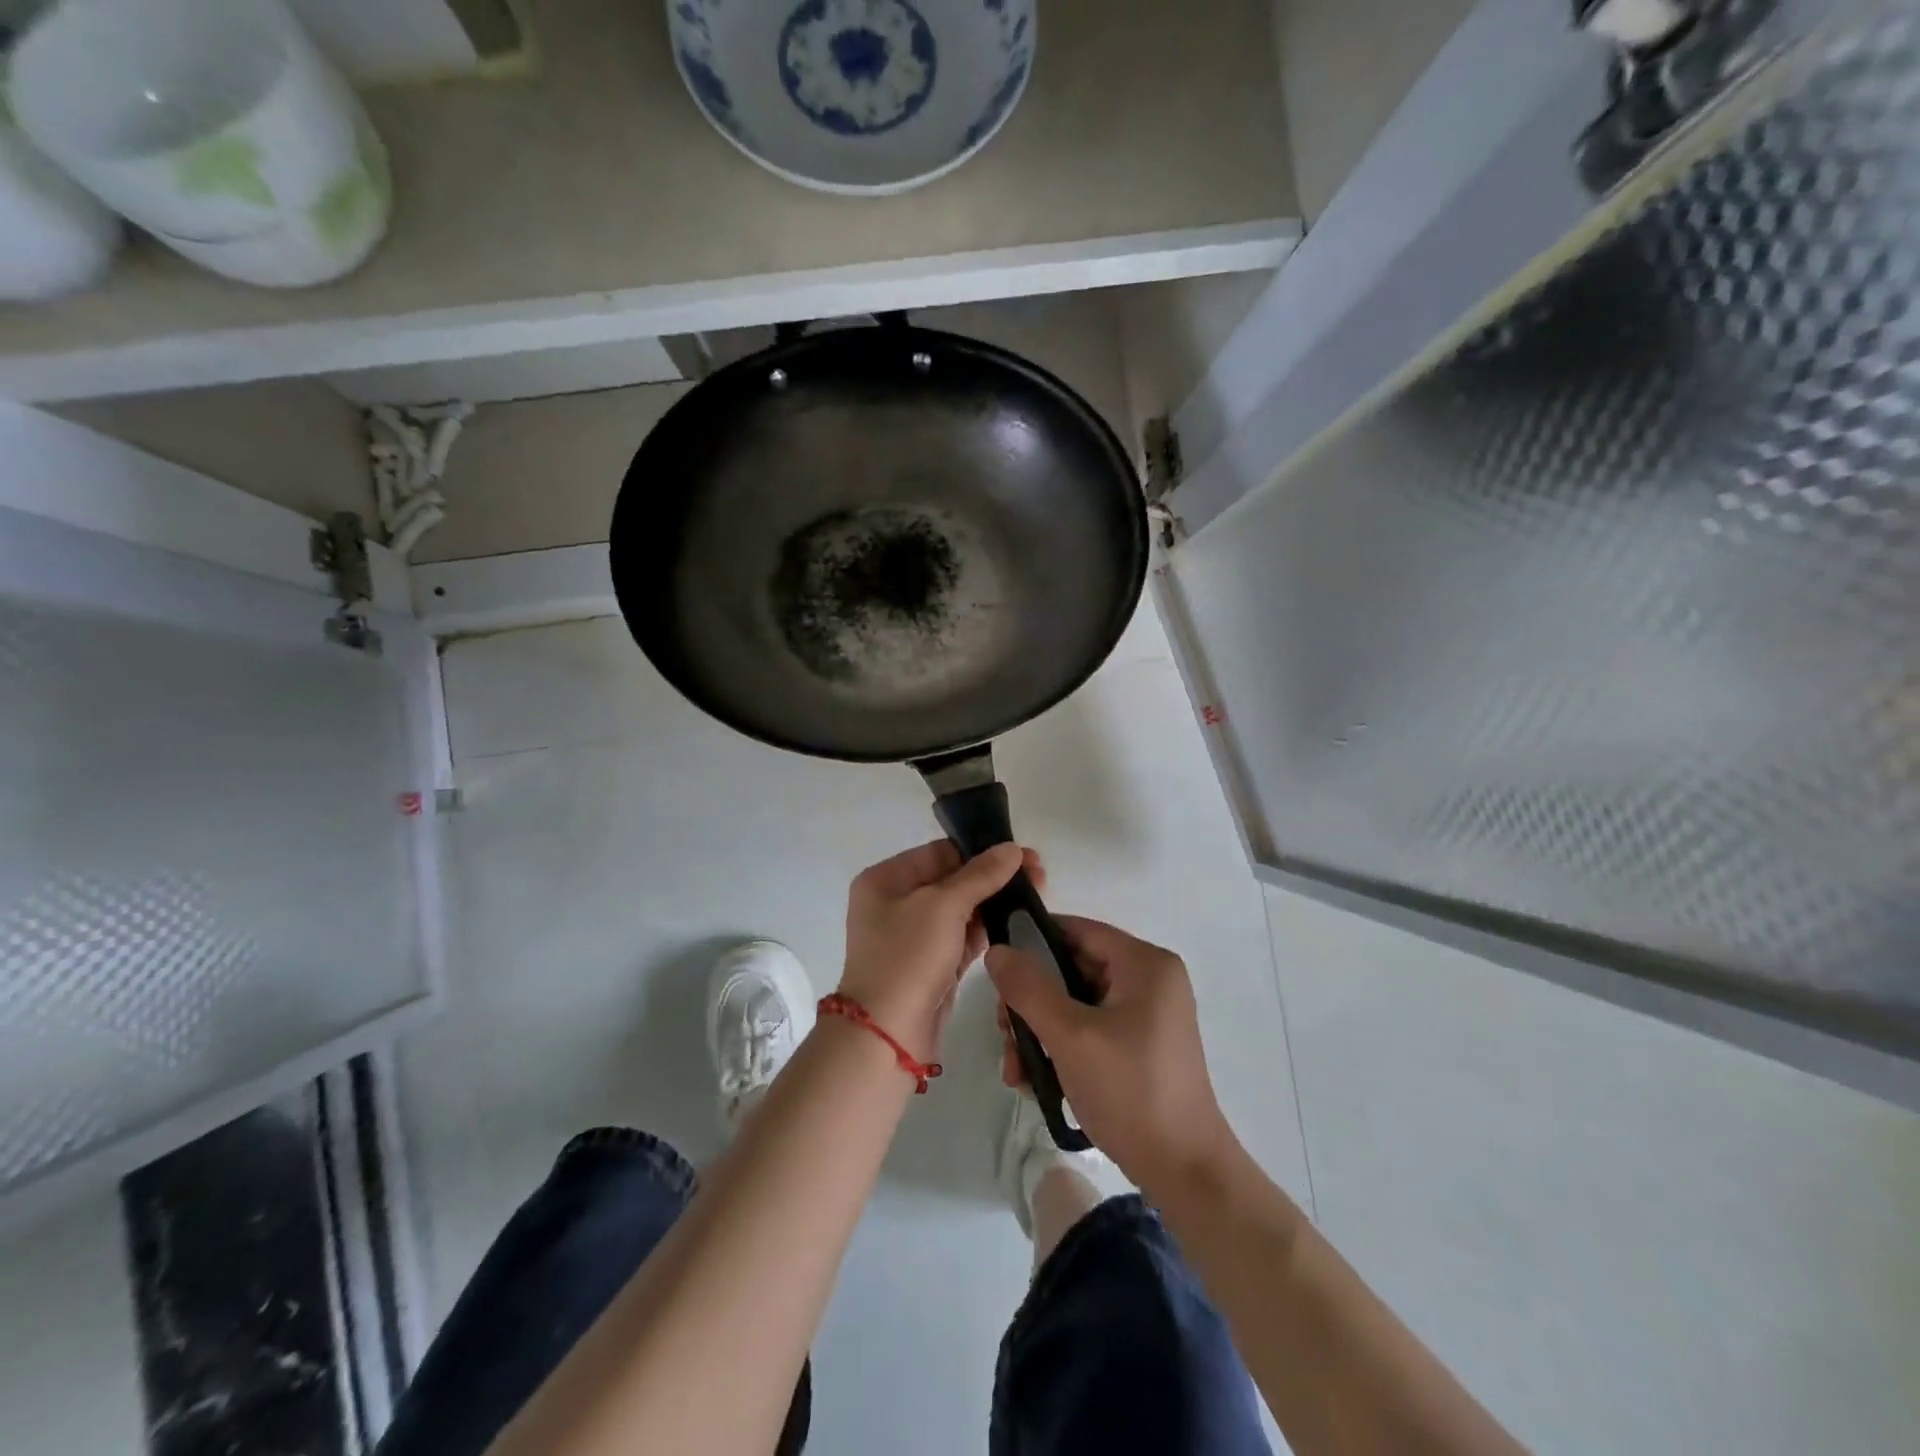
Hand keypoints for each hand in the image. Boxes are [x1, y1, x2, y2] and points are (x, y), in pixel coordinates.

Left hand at [838, 840, 1040, 1062]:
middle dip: (994, 876)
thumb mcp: (943, 906)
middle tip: (1039, 874)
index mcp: (886, 879)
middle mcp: (896, 902)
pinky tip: (1020, 921)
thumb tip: (1012, 849)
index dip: (982, 850)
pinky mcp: (932, 964)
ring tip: (1039, 894)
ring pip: (961, 909)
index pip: (940, 852)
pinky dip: (988, 929)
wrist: (887, 1036)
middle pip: (953, 879)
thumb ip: (980, 875)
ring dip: (996, 902)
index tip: (1023, 853)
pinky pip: (963, 937)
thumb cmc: (908, 957)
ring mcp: (914, 936)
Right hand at [988, 916, 1236, 1194]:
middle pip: (1072, 969)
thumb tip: (997, 950)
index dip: (1033, 941)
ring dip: (1039, 1030)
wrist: (1184, 1172)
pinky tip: (1035, 1079)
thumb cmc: (1130, 1091)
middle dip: (1031, 1002)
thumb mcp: (1070, 1036)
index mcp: (1145, 964)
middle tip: (1004, 1033)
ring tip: (1015, 1070)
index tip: (997, 968)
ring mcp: (1147, 1014)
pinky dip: (1061, 1046)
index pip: (1078, 930)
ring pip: (1075, 1003)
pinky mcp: (1140, 1045)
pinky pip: (1090, 1028)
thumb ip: (1029, 988)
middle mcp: (1150, 979)